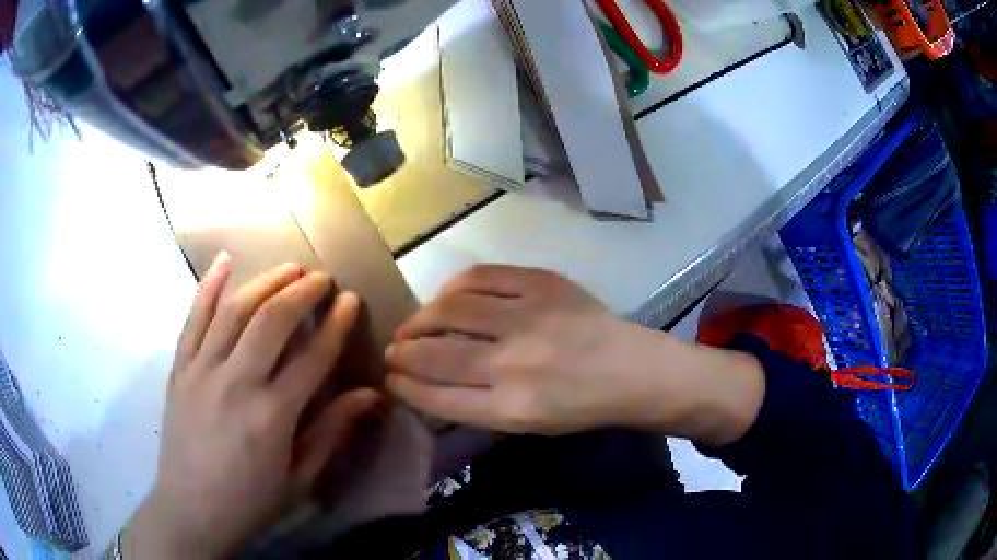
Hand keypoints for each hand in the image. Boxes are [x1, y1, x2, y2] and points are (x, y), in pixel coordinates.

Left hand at [123, 254, 380, 559]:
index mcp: (272, 416)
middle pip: (272, 321)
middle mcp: (236, 383)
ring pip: (234, 311)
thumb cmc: (250, 501)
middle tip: (322, 278)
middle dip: (302, 292)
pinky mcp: (179, 368)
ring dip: (264, 282)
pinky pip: (193, 318)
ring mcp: (201, 371)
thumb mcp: (299, 479)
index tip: (351, 301)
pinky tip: (225, 261)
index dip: (336, 325)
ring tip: (288, 267)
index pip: (312, 357)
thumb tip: (370, 395)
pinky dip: (208, 286)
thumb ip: (331, 432)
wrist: (191, 510)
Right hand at [386, 265, 764, 444]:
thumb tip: (427, 379)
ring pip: (449, 310)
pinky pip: (479, 277)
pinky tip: (447, 296)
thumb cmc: (579, 406)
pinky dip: (453, 286)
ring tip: (414, 324)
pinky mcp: (541, 283)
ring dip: (420, 318)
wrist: (630, 369)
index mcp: (511, 409)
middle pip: (434, 354)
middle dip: (402, 352)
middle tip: (393, 350)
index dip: (404, 385)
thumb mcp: (526, 424)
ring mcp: (528, 317)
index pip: (436, 396)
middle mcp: (514, 364)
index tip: (391, 377)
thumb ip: (476, 406)